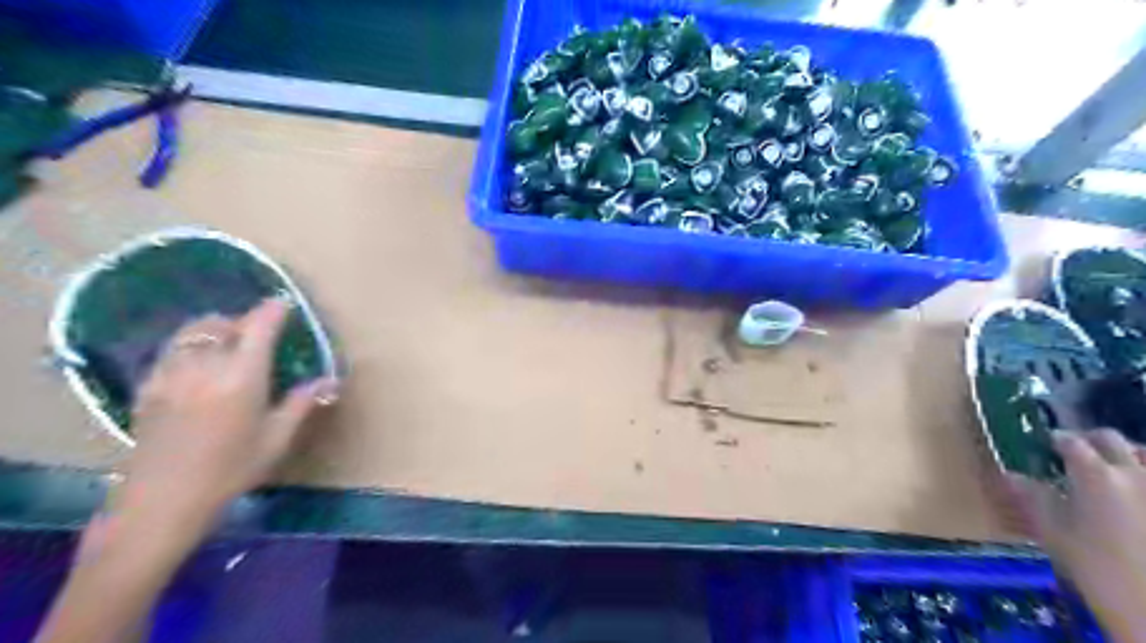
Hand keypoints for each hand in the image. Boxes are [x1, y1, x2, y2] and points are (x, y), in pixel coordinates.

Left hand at [111, 300, 337, 535]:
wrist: (162, 502)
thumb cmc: (230, 471)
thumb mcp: (276, 439)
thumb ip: (301, 403)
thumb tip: (330, 381)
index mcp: (242, 376)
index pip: (258, 327)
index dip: (273, 310)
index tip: (284, 303)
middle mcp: (205, 366)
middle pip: (222, 323)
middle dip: (243, 319)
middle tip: (259, 330)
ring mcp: (171, 374)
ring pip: (192, 332)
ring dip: (214, 328)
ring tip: (228, 341)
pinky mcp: (148, 388)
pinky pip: (170, 351)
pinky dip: (189, 345)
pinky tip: (197, 364)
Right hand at [1000, 428, 1144, 639]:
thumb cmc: (1096, 568)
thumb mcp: (1053, 532)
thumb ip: (1034, 497)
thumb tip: (1011, 475)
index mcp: (1093, 473)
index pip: (1068, 441)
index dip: (1053, 440)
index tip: (1042, 447)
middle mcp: (1132, 471)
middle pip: (1109, 439)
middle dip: (1089, 441)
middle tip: (1074, 456)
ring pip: (1143, 455)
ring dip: (1124, 456)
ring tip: (1110, 475)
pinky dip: (1139, 479)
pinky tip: (1131, 496)